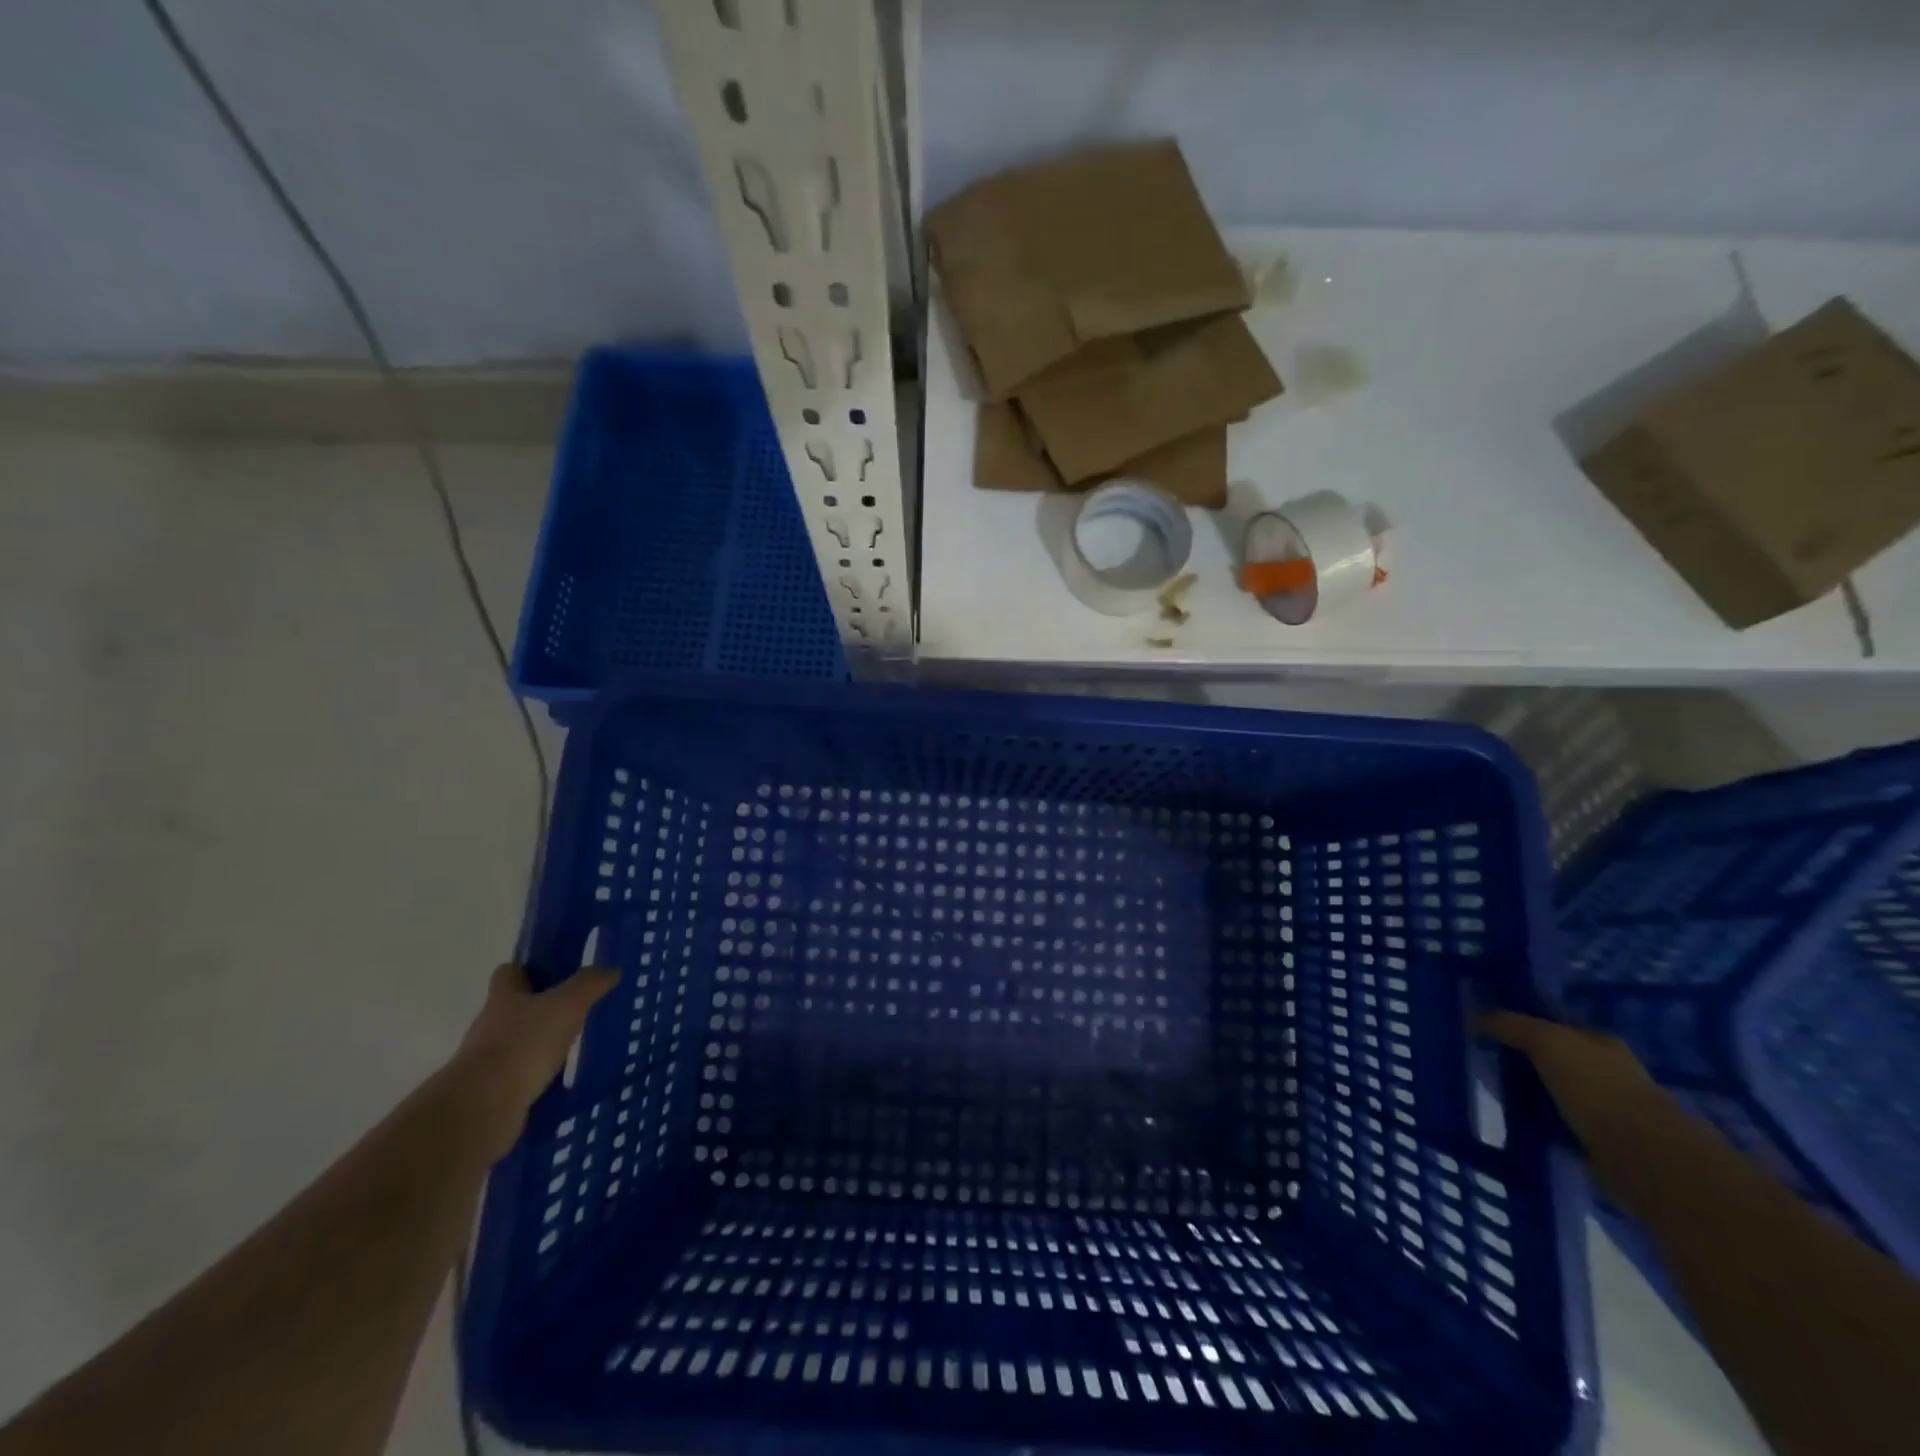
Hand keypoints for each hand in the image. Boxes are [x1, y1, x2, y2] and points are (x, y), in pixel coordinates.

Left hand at [453, 964, 618, 1157]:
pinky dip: (538, 1076)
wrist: (483, 1107)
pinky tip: (563, 1080)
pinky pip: (520, 1076)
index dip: (529, 969)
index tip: (556, 973)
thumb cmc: (524, 1043)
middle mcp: (490, 1025)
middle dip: (542, 1009)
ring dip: (541, 1045)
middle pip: (514, 1008)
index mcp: (503, 998)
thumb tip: (611, 969)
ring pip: (519, 1043)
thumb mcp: (567, 1005)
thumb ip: (589, 984)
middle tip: (577, 1011)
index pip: (509, 972)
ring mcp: (488, 1061)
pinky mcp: (492, 1092)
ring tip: (575, 1047)